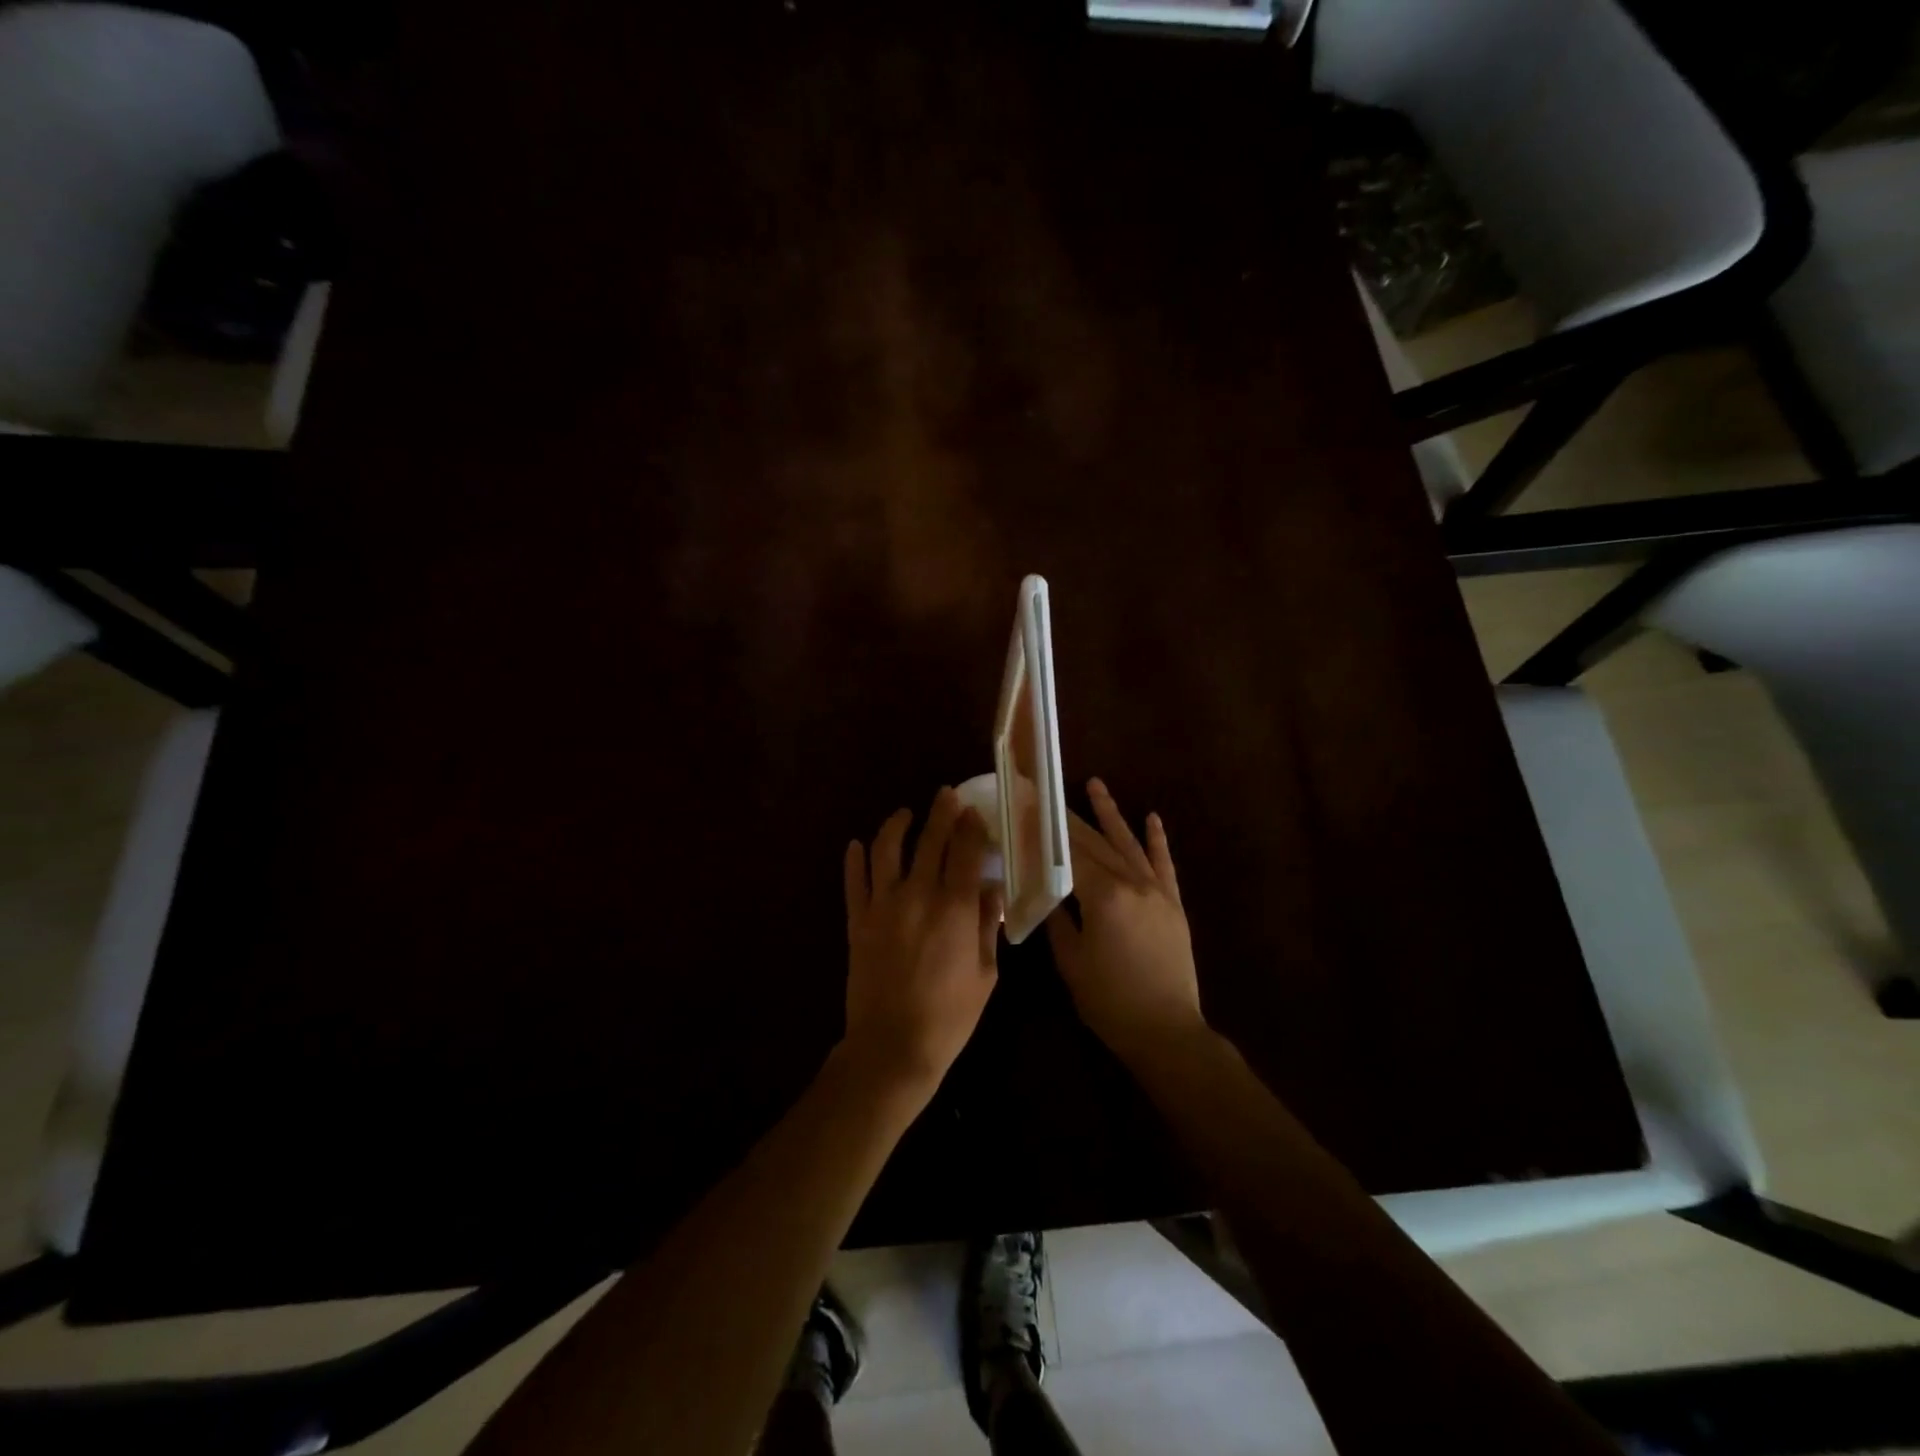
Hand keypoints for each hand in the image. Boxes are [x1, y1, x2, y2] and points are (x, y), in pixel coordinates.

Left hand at [841, 787, 1001, 1097]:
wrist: (893, 1047)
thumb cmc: (950, 1015)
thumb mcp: (985, 973)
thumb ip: (987, 926)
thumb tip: (991, 891)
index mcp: (954, 907)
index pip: (965, 851)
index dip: (971, 826)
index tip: (974, 811)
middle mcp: (917, 895)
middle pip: (930, 840)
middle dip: (941, 812)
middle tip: (946, 795)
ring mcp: (882, 906)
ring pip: (886, 850)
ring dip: (896, 825)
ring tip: (904, 815)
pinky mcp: (857, 921)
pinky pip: (854, 882)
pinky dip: (855, 860)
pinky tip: (857, 845)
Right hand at [1047, 779, 1206, 1065]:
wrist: (1167, 1031)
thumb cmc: (1110, 1001)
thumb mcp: (1071, 963)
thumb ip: (1058, 921)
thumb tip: (1047, 892)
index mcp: (1103, 897)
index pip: (1068, 854)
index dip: (1045, 831)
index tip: (1027, 808)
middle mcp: (1131, 883)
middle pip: (1095, 843)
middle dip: (1069, 817)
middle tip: (1047, 793)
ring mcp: (1156, 891)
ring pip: (1128, 843)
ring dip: (1110, 813)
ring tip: (1095, 784)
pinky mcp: (1173, 903)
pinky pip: (1164, 864)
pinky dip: (1157, 840)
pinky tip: (1151, 818)